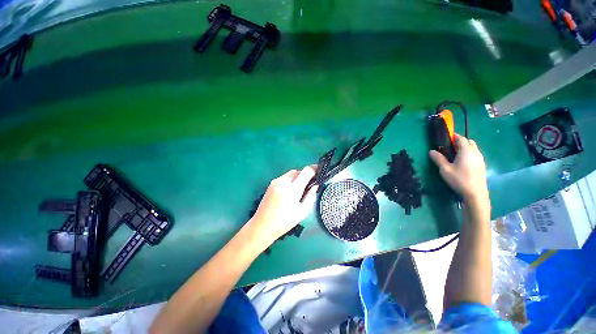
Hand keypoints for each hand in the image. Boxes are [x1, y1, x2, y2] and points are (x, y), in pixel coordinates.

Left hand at [249, 166, 318, 245]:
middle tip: (310, 184)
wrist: (262, 226)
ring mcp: (276, 182)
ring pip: (291, 173)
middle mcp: (283, 182)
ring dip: (298, 177)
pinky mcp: (271, 184)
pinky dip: (291, 180)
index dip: (314, 169)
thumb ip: (310, 196)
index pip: (306, 171)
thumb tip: (316, 185)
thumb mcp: (302, 212)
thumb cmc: (284, 222)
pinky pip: (285, 177)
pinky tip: (290, 190)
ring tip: (300, 188)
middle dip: (306, 174)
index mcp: (292, 189)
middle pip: (298, 171)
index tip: (320, 170)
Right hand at [429, 134, 487, 201]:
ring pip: (474, 148)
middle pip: (469, 141)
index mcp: (466, 151)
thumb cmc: (459, 180)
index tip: (446, 137)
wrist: (475, 193)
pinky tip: (463, 162)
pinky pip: (476, 154)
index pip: (461, 139)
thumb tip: (431, 151)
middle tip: (450, 146)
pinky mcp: (482, 165)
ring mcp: (480, 159)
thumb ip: (438, 159)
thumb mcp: (445, 169)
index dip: (453, 136)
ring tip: (455, 154)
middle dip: (460, 141)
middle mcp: (475, 152)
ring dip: (465, 147)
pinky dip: (469, 153)